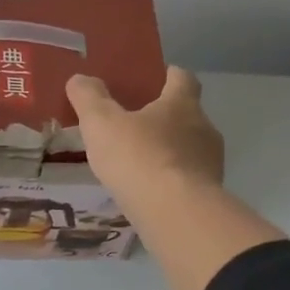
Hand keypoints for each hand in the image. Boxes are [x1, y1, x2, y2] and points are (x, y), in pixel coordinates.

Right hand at [65, 66, 223, 202]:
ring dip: (169, 152)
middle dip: (165, 118)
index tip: (156, 78)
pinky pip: (188, 180)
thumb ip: (89, 98)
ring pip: (190, 149)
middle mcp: (204, 128)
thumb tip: (79, 78)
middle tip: (136, 126)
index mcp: (182, 104)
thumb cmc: (139, 158)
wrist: (176, 214)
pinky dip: (172, 180)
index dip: (169, 75)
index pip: (183, 78)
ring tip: (141, 164)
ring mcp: (211, 164)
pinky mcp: (209, 195)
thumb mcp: (101, 123)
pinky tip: (151, 192)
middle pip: (187, 115)